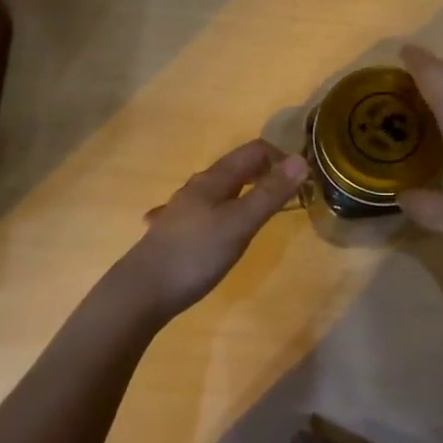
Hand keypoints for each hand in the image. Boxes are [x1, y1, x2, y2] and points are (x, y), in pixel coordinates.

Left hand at [114, 139, 307, 320]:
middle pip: (235, 168)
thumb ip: (270, 194)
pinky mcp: (173, 233)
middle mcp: (196, 187)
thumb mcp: (240, 224)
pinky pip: (202, 212)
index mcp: (214, 179)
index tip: (302, 180)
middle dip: (264, 173)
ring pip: (218, 190)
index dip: (280, 157)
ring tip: (259, 211)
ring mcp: (181, 210)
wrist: (140, 292)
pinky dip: (219, 212)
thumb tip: (301, 160)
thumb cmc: (195, 254)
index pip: (253, 151)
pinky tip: (213, 229)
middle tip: (288, 195)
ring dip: (243, 192)